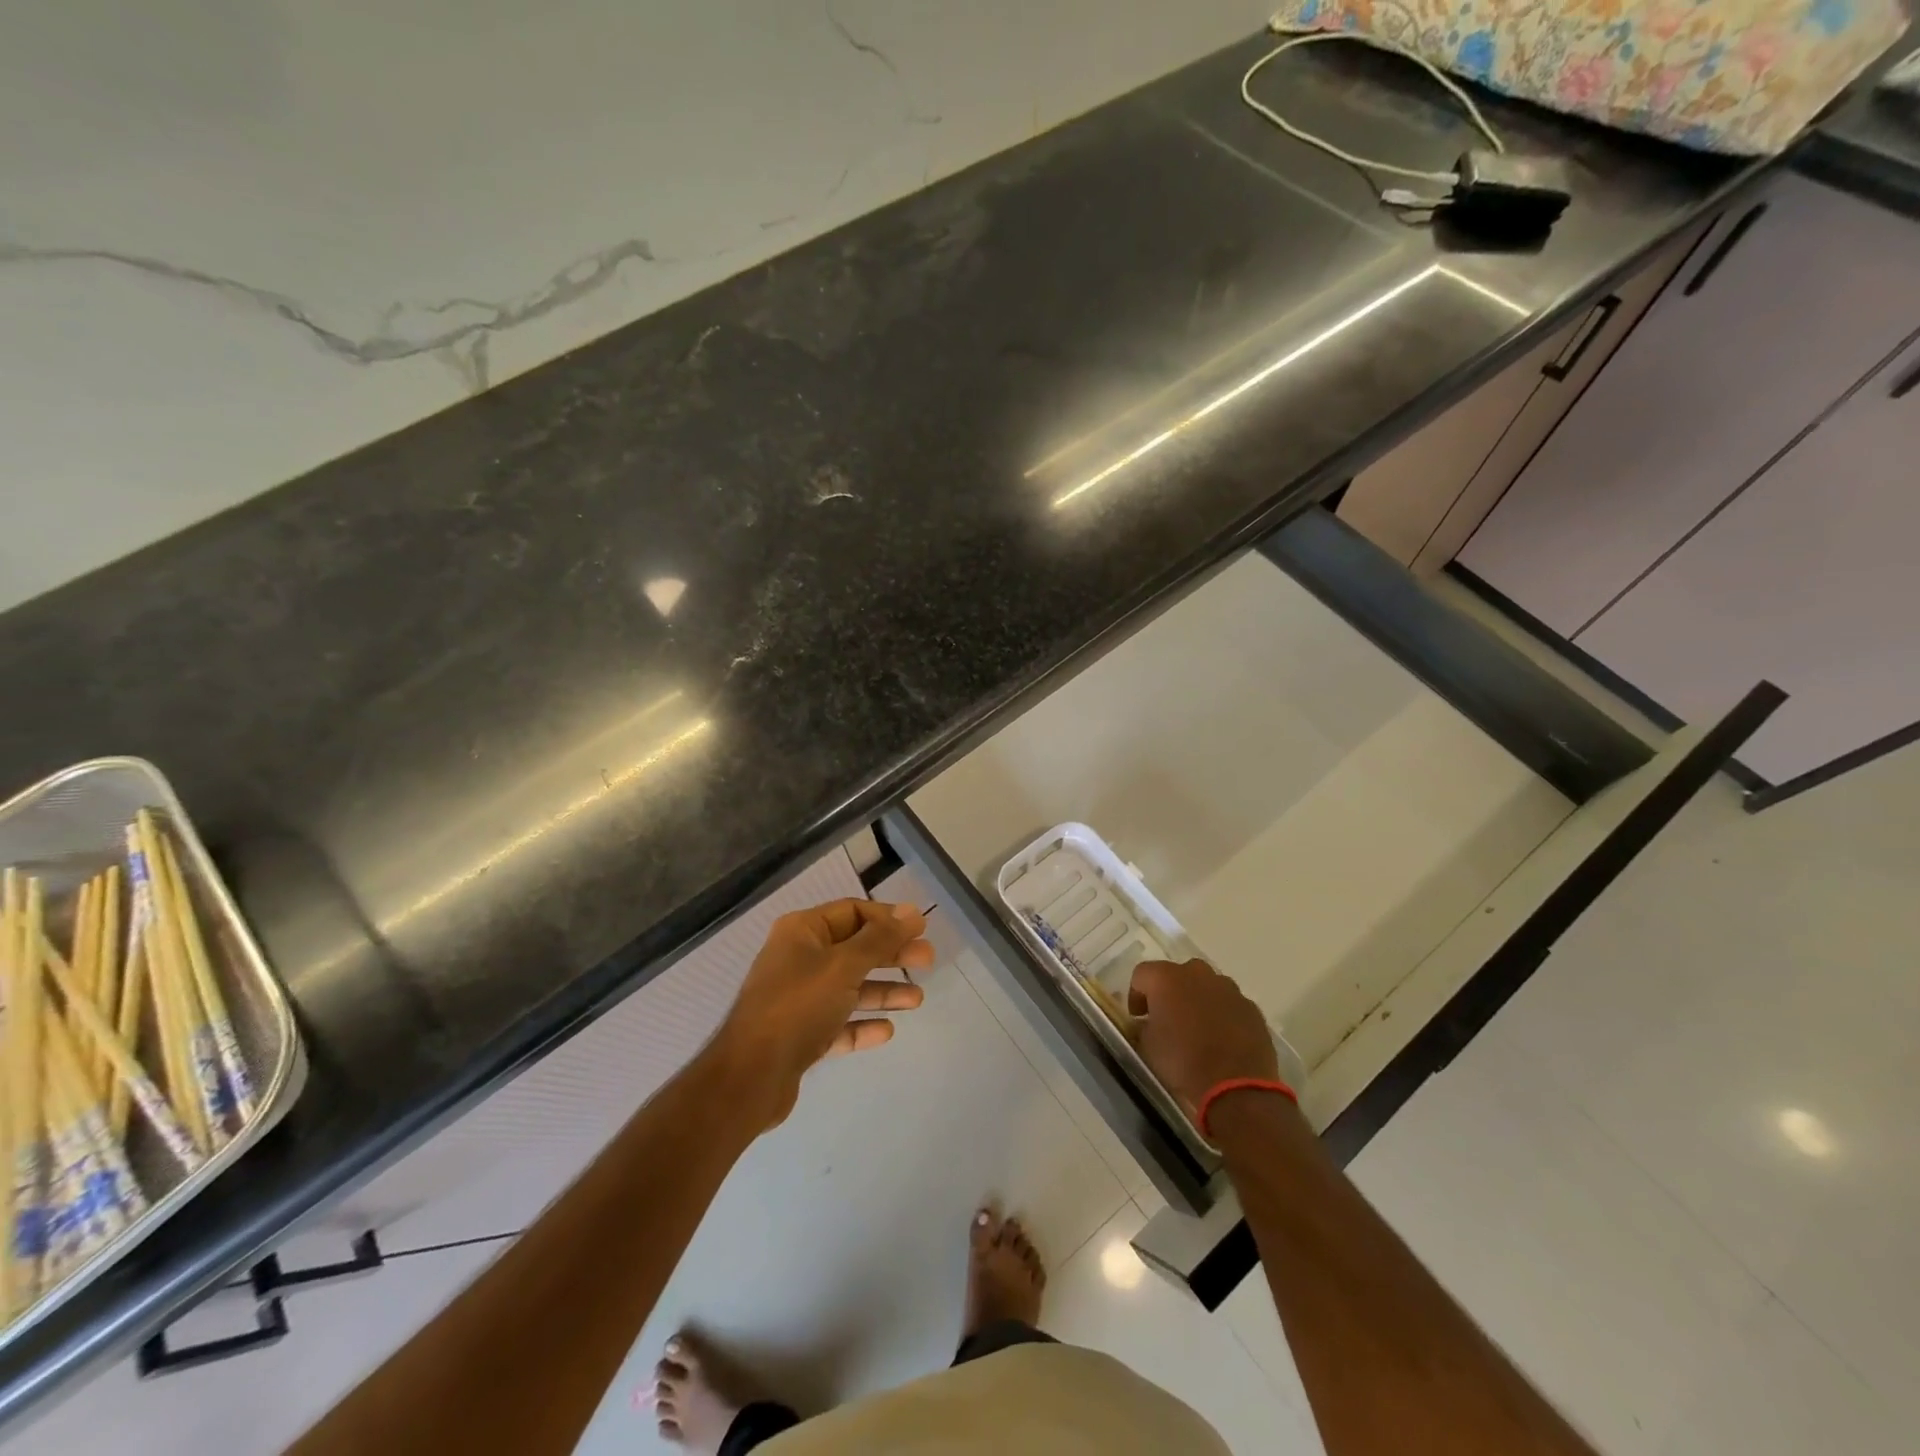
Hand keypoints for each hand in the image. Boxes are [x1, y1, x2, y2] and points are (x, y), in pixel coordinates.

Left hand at [713, 899, 933, 1125]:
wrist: (749, 1077)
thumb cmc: (798, 1007)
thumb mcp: (844, 966)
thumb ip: (880, 939)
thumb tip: (913, 911)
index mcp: (802, 932)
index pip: (853, 911)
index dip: (887, 919)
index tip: (921, 930)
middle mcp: (798, 959)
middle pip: (854, 949)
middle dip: (891, 955)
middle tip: (928, 962)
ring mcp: (798, 999)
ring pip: (849, 988)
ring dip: (883, 991)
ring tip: (916, 1000)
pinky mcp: (800, 1035)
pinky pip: (838, 1023)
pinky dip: (861, 1024)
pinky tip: (886, 1031)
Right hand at [1128, 958, 1278, 1113]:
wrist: (1236, 1086)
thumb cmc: (1183, 1061)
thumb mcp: (1148, 1046)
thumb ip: (1143, 1027)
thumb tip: (1147, 1023)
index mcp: (1166, 978)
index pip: (1141, 975)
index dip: (1136, 995)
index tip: (1138, 1018)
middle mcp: (1197, 973)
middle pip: (1176, 974)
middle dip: (1170, 993)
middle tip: (1167, 1019)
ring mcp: (1228, 988)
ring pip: (1206, 986)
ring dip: (1198, 1001)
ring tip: (1197, 1030)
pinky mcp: (1251, 1007)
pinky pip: (1229, 1004)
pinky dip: (1222, 1015)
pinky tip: (1222, 1040)